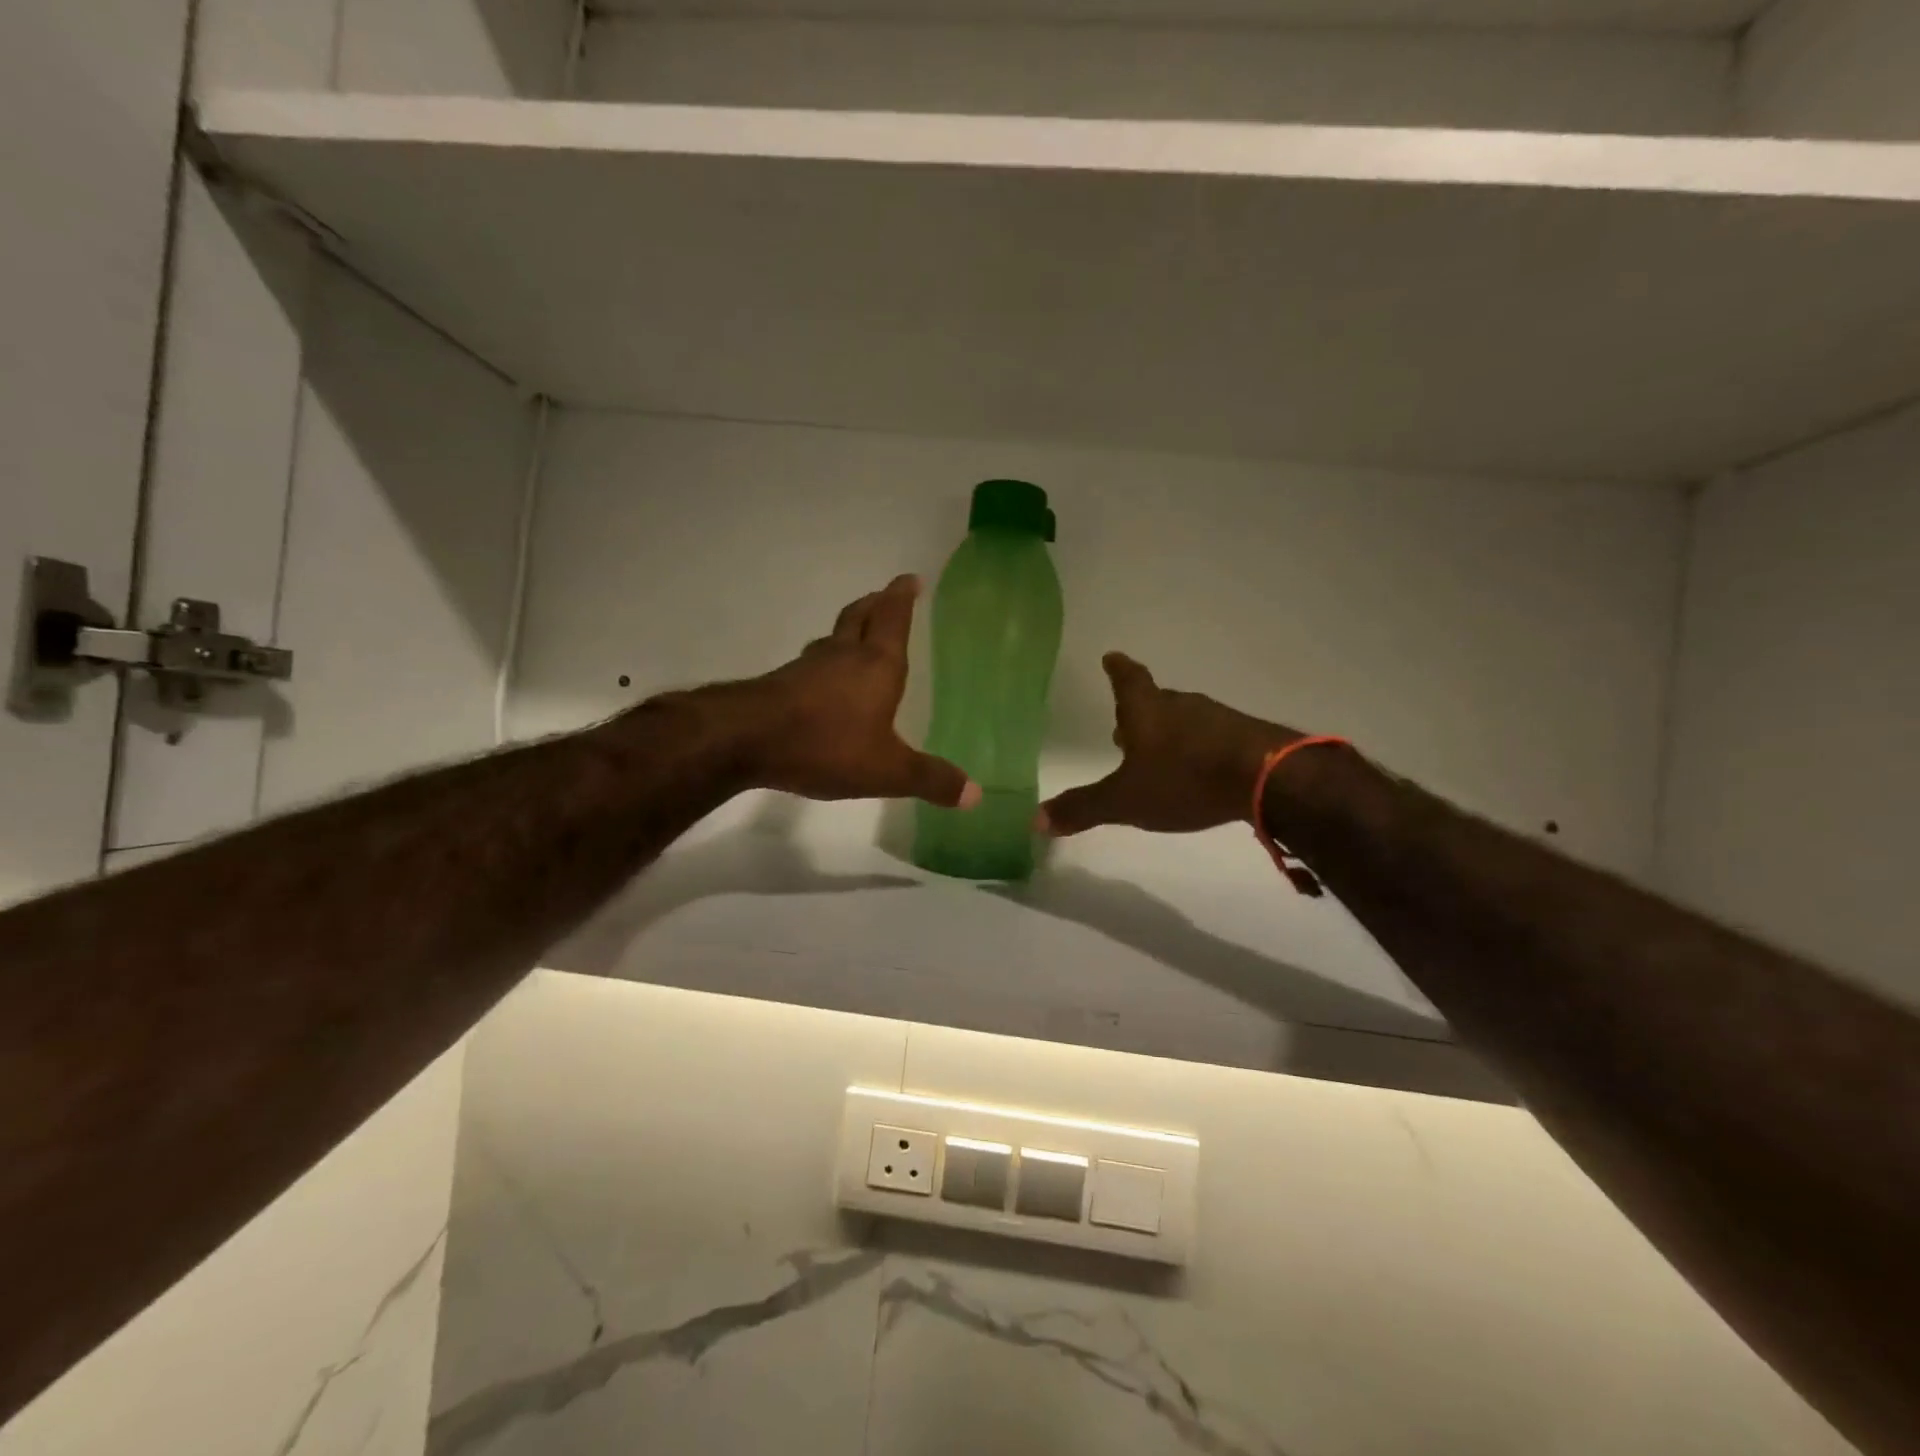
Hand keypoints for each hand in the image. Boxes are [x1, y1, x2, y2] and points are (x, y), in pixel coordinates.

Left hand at [724, 575, 979, 808]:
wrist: (746, 739)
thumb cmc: (827, 744)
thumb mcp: (887, 770)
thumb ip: (930, 779)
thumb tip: (976, 794)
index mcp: (877, 665)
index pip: (893, 619)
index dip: (903, 597)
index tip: (910, 578)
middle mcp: (843, 656)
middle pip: (860, 617)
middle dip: (876, 604)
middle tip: (886, 595)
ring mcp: (808, 668)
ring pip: (833, 639)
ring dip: (848, 631)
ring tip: (857, 635)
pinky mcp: (782, 685)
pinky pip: (812, 665)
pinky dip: (825, 663)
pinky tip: (822, 681)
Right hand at [1038, 653, 1299, 835]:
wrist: (1268, 778)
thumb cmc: (1184, 779)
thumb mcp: (1126, 801)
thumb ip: (1083, 809)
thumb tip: (1034, 820)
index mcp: (1146, 711)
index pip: (1127, 680)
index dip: (1117, 669)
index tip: (1112, 656)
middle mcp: (1180, 706)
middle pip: (1155, 701)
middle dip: (1139, 712)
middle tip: (1124, 726)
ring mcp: (1216, 718)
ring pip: (1183, 719)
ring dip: (1168, 732)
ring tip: (1158, 753)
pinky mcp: (1246, 737)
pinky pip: (1212, 737)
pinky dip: (1198, 748)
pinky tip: (1199, 769)